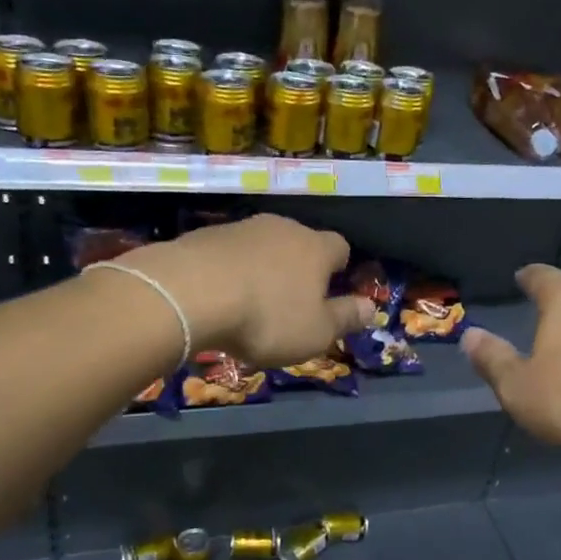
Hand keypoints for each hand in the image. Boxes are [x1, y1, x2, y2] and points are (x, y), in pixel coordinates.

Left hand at [122, 215, 371, 366]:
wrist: (189, 293)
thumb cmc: (267, 317)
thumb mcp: (316, 332)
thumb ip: (345, 318)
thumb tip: (371, 308)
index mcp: (316, 248)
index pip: (340, 247)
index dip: (339, 267)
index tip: (330, 290)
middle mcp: (283, 228)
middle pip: (300, 242)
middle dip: (299, 266)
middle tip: (290, 300)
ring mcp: (242, 227)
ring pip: (263, 245)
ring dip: (262, 267)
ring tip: (251, 301)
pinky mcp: (205, 235)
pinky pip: (228, 252)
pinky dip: (229, 270)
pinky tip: (218, 295)